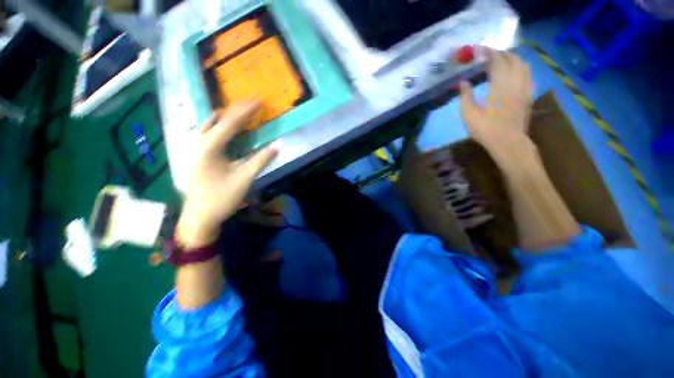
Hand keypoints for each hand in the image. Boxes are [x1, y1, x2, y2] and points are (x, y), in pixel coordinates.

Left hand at [177, 103, 279, 247]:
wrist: (200, 217)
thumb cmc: (221, 198)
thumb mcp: (245, 178)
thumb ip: (262, 160)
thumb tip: (279, 144)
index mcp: (208, 147)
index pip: (230, 122)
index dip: (245, 111)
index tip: (259, 101)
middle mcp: (197, 143)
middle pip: (217, 119)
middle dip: (235, 110)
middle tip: (251, 104)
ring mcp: (194, 148)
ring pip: (209, 124)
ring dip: (225, 117)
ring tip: (240, 112)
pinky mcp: (195, 155)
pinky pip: (207, 133)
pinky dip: (219, 126)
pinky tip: (226, 128)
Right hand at [459, 48, 534, 169]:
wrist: (508, 142)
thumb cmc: (485, 129)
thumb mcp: (468, 115)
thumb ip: (465, 96)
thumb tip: (463, 82)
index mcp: (500, 84)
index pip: (496, 60)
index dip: (487, 52)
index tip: (478, 50)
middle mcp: (516, 81)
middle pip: (512, 58)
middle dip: (500, 53)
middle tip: (488, 56)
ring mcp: (525, 87)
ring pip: (523, 64)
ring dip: (512, 59)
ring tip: (501, 62)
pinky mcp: (529, 95)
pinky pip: (528, 74)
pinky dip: (520, 68)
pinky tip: (513, 74)